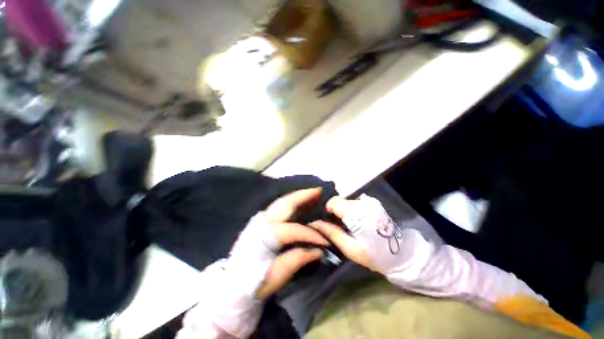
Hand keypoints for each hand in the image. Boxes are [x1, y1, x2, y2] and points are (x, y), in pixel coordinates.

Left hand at [228, 188, 328, 299]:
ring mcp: (261, 219)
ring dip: (298, 196)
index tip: (325, 241)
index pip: (296, 230)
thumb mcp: (276, 276)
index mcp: (268, 235)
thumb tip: (319, 251)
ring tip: (312, 192)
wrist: (231, 283)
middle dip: (304, 195)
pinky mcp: (259, 221)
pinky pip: (278, 206)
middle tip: (319, 190)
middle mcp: (264, 222)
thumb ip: (298, 259)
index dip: (312, 234)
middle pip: (286, 203)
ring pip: (282, 202)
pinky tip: (298, 202)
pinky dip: (290, 202)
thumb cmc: (254, 282)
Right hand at [311, 195, 403, 274]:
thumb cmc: (374, 255)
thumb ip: (332, 233)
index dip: (328, 210)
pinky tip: (355, 222)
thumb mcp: (350, 249)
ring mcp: (369, 202)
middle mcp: (363, 204)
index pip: (334, 202)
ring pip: (346, 201)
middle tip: (337, 226)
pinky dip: (350, 210)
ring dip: (343, 210)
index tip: (329, 222)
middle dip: (335, 211)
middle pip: (339, 200)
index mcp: (357, 215)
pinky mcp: (373, 203)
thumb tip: (315, 223)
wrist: (401, 253)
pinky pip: (354, 203)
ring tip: (346, 225)